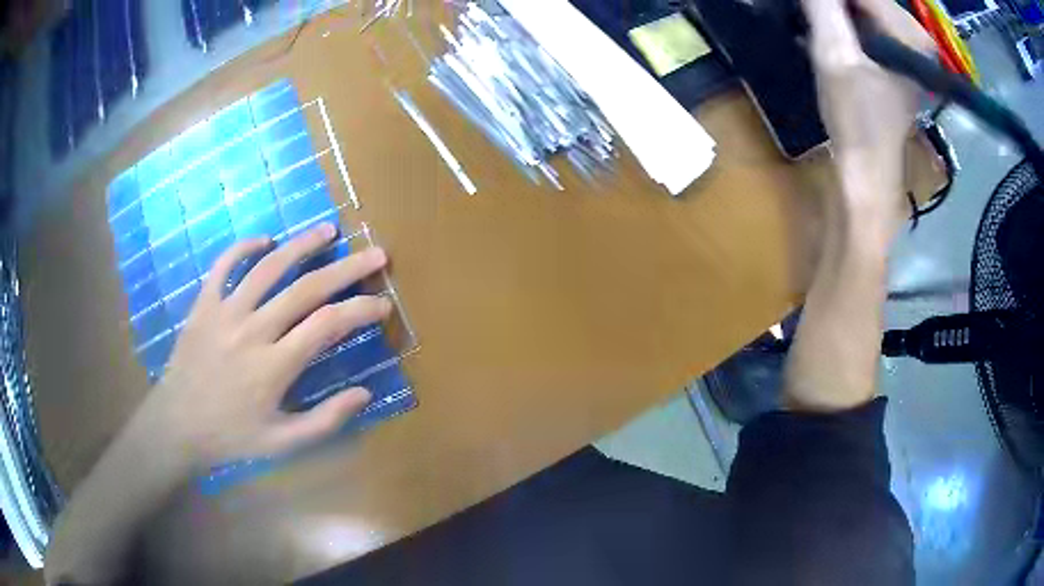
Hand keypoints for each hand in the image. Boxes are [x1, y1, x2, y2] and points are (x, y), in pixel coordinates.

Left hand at [136, 223, 391, 469]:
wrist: (177, 425)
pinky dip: (244, 247)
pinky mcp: (203, 304)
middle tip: (375, 254)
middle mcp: (252, 331)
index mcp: (274, 366)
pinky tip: (265, 240)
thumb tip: (364, 394)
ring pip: (268, 268)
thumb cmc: (232, 436)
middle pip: (306, 289)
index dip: (360, 310)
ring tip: (328, 231)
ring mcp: (225, 312)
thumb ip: (325, 420)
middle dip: (346, 269)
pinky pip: (224, 265)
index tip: (383, 303)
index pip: (328, 325)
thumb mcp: (282, 443)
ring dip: (301, 246)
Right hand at [803, 0, 933, 178]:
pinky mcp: (896, 60)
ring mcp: (907, 49)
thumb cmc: (856, 117)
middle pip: (866, 0)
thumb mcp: (834, 54)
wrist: (868, 170)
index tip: (807, 8)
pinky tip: (824, 34)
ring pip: (862, 10)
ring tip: (810, 24)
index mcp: (909, 34)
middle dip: (832, 5)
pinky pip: (865, 25)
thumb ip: (823, 6)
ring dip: (833, 13)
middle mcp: (914, 37)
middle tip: (807, 15)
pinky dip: (842, 25)